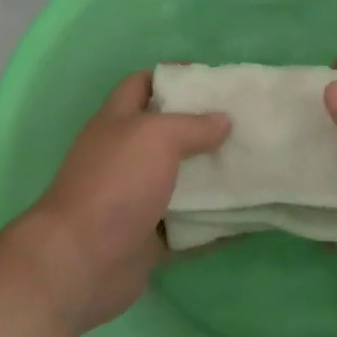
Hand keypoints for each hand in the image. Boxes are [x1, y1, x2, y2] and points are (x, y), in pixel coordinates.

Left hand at [10, 70, 230, 335]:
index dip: (173, 75)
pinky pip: (189, 226)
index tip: (213, 79)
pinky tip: (249, 216)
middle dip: (204, 128)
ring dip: (213, 176)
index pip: (142, 84)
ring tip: (254, 166)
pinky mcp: (149, 236)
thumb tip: (223, 120)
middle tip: (245, 124)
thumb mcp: (156, 137)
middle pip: (167, 134)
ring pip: (182, 181)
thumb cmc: (116, 183)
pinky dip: (216, 223)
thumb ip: (192, 125)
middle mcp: (125, 157)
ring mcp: (136, 199)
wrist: (82, 261)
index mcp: (117, 122)